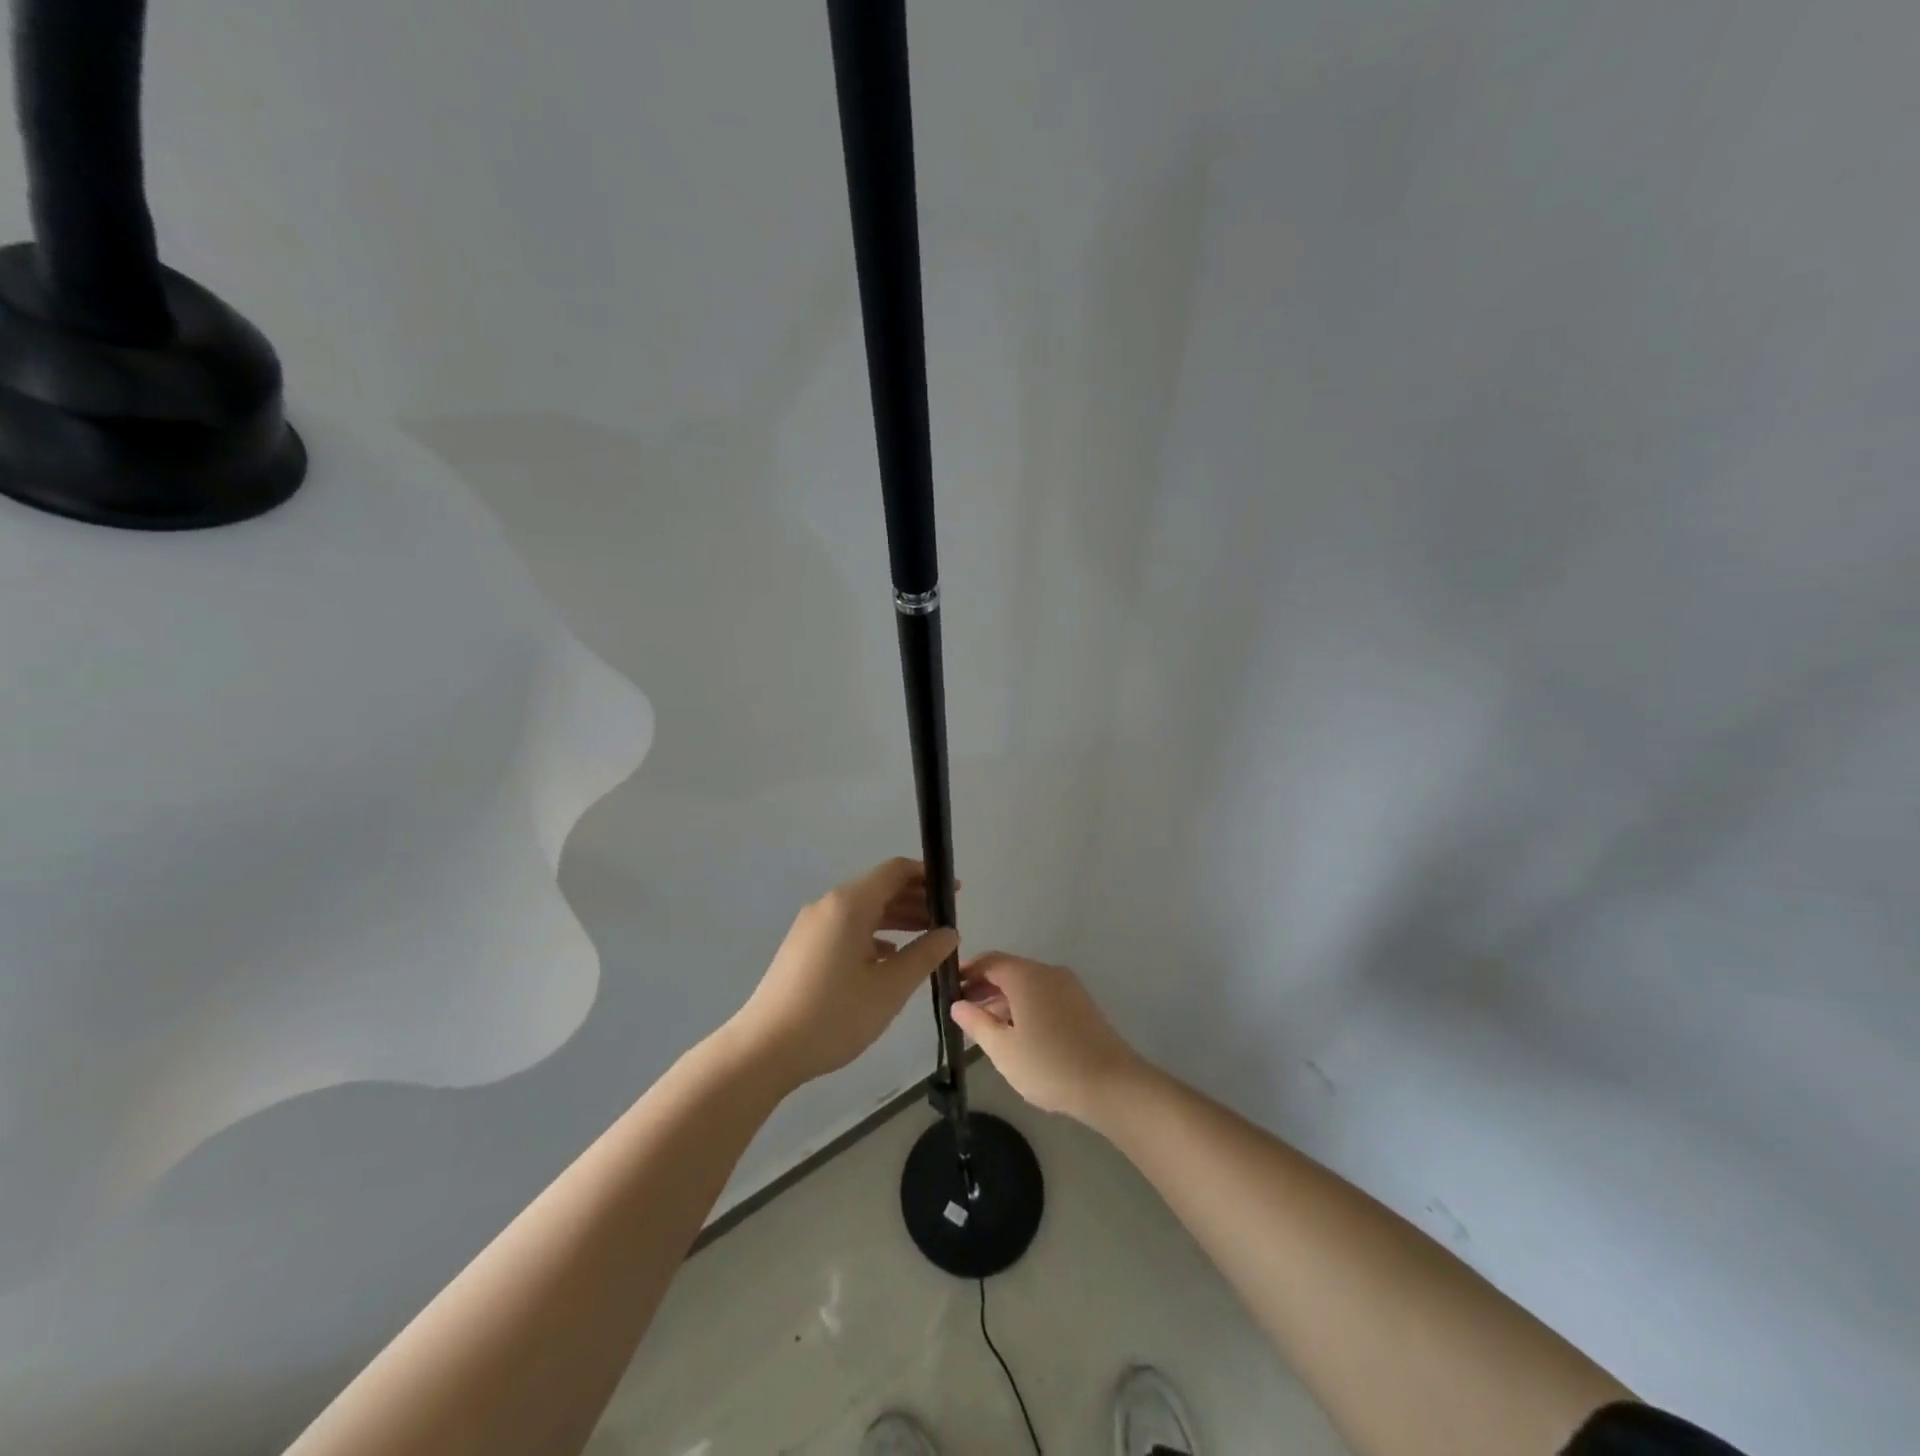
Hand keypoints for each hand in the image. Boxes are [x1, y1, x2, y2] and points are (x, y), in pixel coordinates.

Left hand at [727, 859, 958, 1090]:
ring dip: (896, 919)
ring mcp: (812, 927)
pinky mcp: (803, 948)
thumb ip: (924, 955)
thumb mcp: (890, 987)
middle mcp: (828, 906)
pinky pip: (846, 929)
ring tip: (926, 938)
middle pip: (879, 889)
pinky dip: (873, 935)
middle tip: (947, 920)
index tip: (955, 893)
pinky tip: (890, 958)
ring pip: (863, 911)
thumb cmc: (834, 1014)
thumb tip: (949, 932)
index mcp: (849, 904)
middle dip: (915, 899)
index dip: (927, 876)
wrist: (765, 1050)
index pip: (895, 871)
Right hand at [949, 953, 1145, 1123]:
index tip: (948, 987)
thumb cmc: (1049, 1065)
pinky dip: (1024, 1006)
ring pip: (1027, 985)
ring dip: (1003, 999)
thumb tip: (958, 1004)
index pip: (989, 961)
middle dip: (983, 987)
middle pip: (1009, 971)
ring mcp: (1069, 987)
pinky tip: (1016, 1033)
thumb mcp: (1003, 1049)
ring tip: (984, 1026)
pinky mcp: (1081, 1005)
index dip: (967, 972)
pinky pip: (1044, 996)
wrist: (1112, 1084)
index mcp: (1026, 975)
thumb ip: (976, 1023)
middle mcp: (1048, 972)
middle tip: (961, 1009)